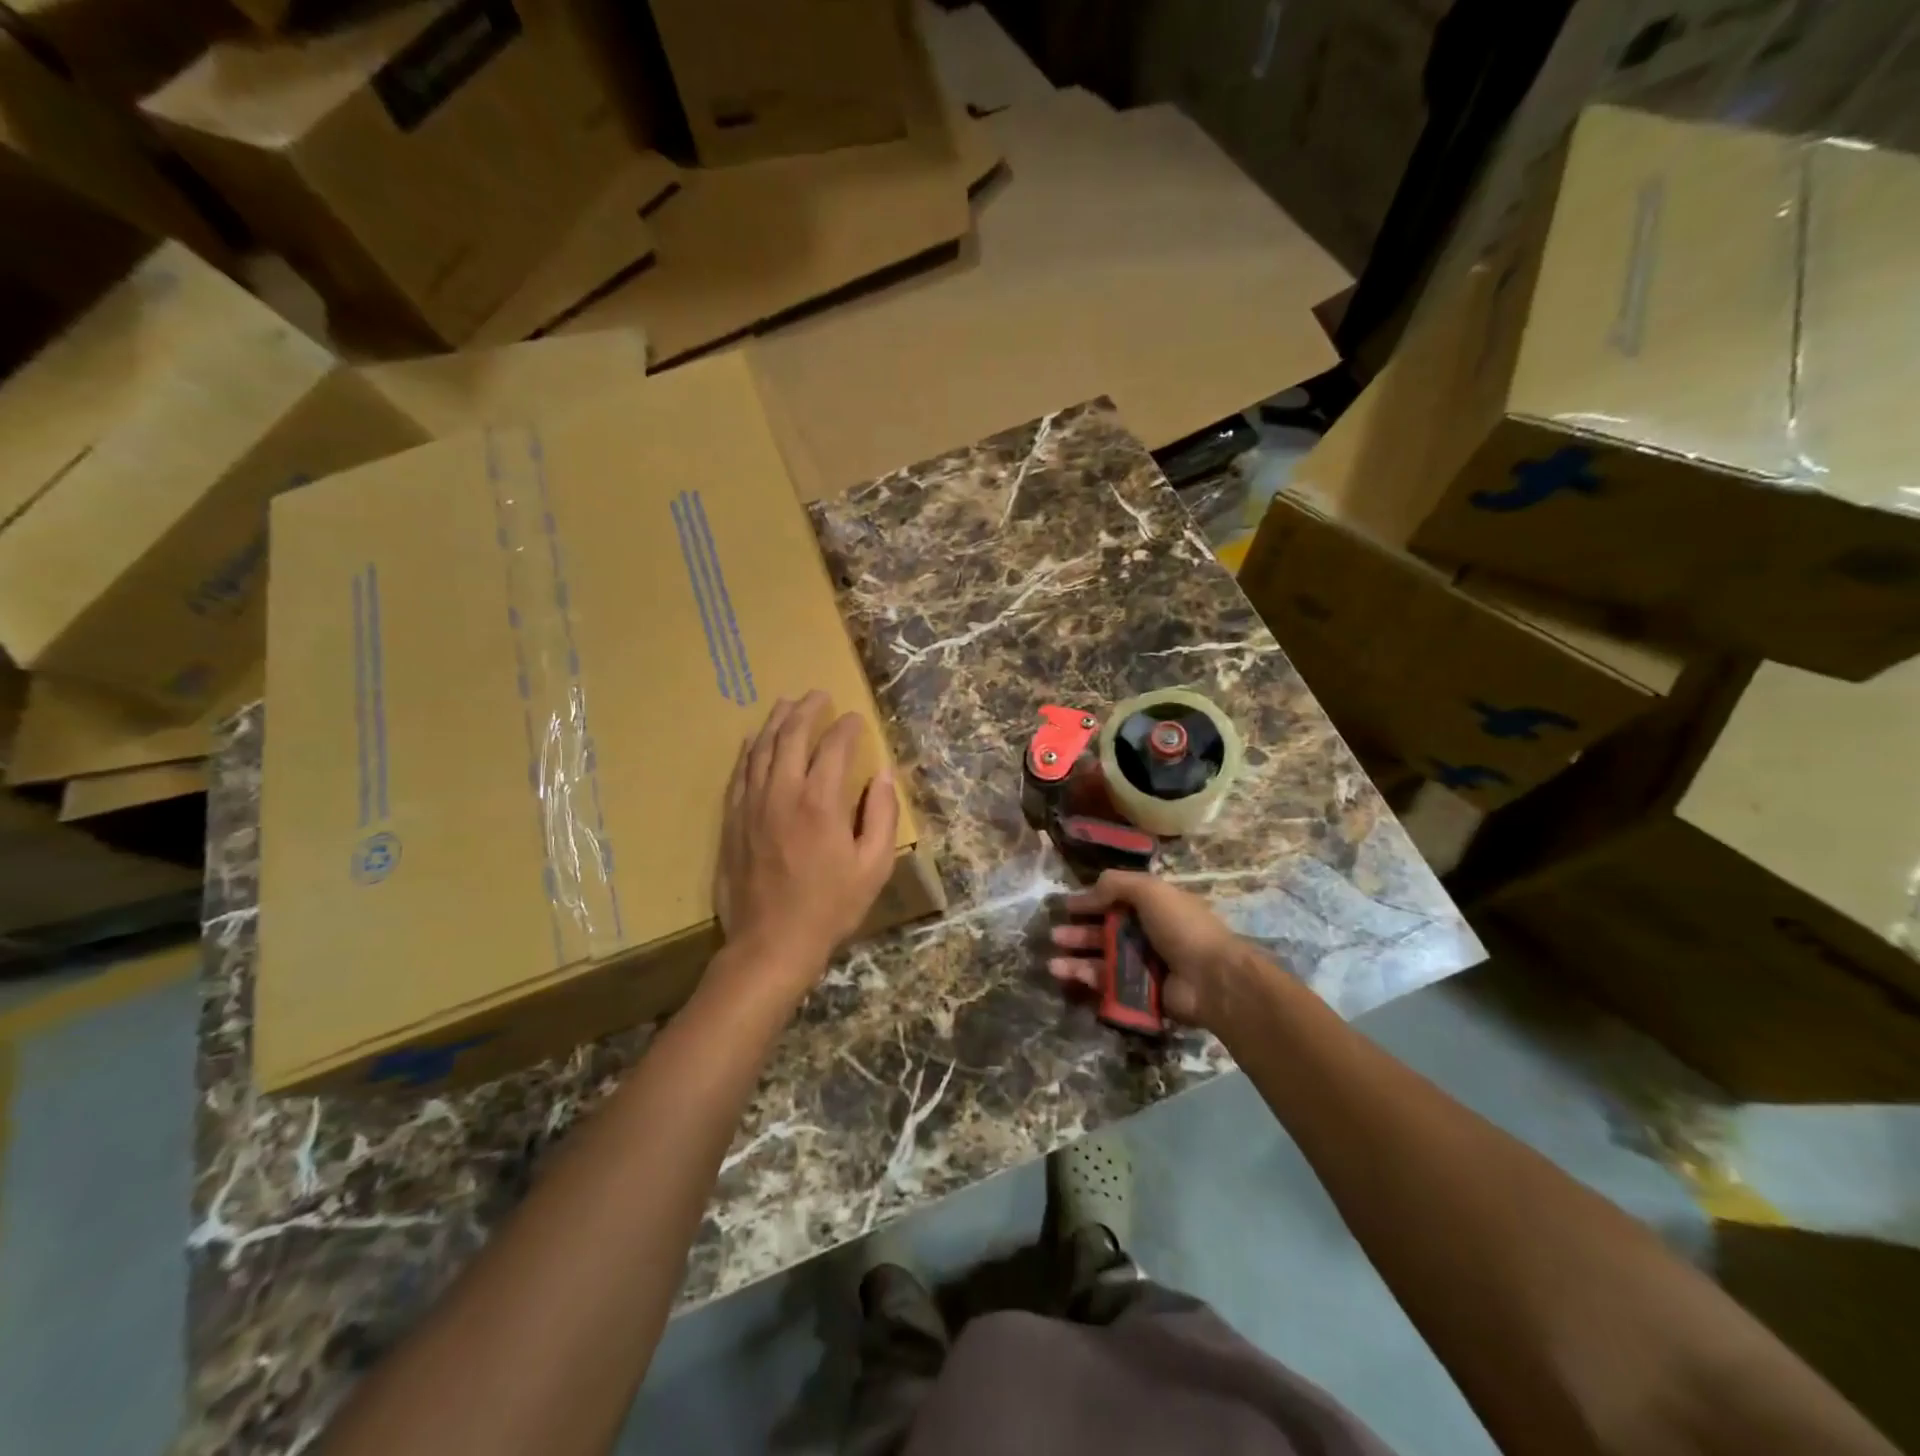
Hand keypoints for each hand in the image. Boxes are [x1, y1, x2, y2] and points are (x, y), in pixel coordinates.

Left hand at [714, 692, 900, 997]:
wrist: (771, 943)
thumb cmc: (830, 907)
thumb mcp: (874, 866)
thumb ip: (882, 815)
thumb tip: (883, 774)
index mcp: (821, 803)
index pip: (834, 748)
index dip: (846, 728)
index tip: (855, 719)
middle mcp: (783, 794)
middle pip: (792, 737)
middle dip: (807, 711)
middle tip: (818, 695)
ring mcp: (752, 805)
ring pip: (762, 749)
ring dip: (776, 722)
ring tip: (787, 703)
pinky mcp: (732, 820)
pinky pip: (739, 773)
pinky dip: (749, 751)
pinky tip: (755, 740)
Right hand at [1048, 871, 1254, 1031]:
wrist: (1212, 979)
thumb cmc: (1182, 927)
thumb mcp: (1149, 891)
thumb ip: (1116, 884)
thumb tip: (1088, 893)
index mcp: (1155, 907)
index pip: (1117, 901)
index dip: (1091, 902)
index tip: (1067, 907)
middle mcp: (1150, 935)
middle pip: (1106, 932)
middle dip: (1079, 933)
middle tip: (1054, 936)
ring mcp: (1146, 966)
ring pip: (1104, 960)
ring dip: (1077, 959)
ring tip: (1053, 963)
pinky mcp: (1142, 993)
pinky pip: (1110, 984)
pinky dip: (1088, 979)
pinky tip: (1069, 976)